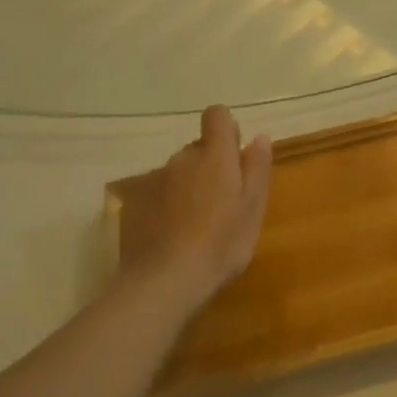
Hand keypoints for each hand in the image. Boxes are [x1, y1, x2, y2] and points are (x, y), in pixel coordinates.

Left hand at [121, 105, 272, 309]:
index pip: (217, 115)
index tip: (236, 156)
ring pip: (180, 172)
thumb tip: (259, 137)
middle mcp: (183, 158)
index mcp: (214, 154)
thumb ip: (257, 167)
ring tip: (199, 225)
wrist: (165, 280)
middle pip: (199, 148)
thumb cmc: (221, 242)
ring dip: (190, 186)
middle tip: (224, 203)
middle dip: (211, 165)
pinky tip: (176, 236)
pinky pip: (161, 194)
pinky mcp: (137, 204)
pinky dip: (170, 206)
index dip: (227, 129)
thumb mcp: (253, 207)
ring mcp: (156, 180)